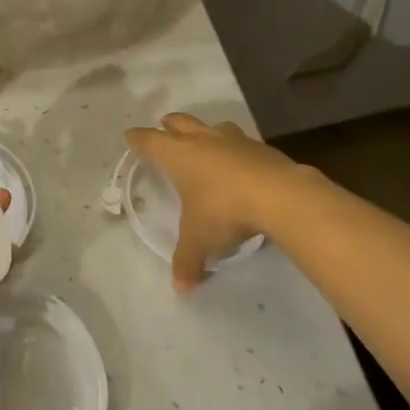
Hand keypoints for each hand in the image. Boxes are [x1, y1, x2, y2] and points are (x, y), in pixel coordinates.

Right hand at [124, 113, 322, 292]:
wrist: (278, 195)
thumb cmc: (224, 210)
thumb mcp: (200, 240)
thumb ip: (187, 260)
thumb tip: (180, 287)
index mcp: (178, 155)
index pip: (150, 141)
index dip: (138, 139)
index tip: (131, 136)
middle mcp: (202, 140)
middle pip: (180, 122)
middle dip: (170, 125)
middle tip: (165, 128)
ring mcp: (233, 140)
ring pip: (213, 127)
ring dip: (205, 132)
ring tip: (205, 142)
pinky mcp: (261, 148)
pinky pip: (242, 143)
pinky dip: (236, 150)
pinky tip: (241, 165)